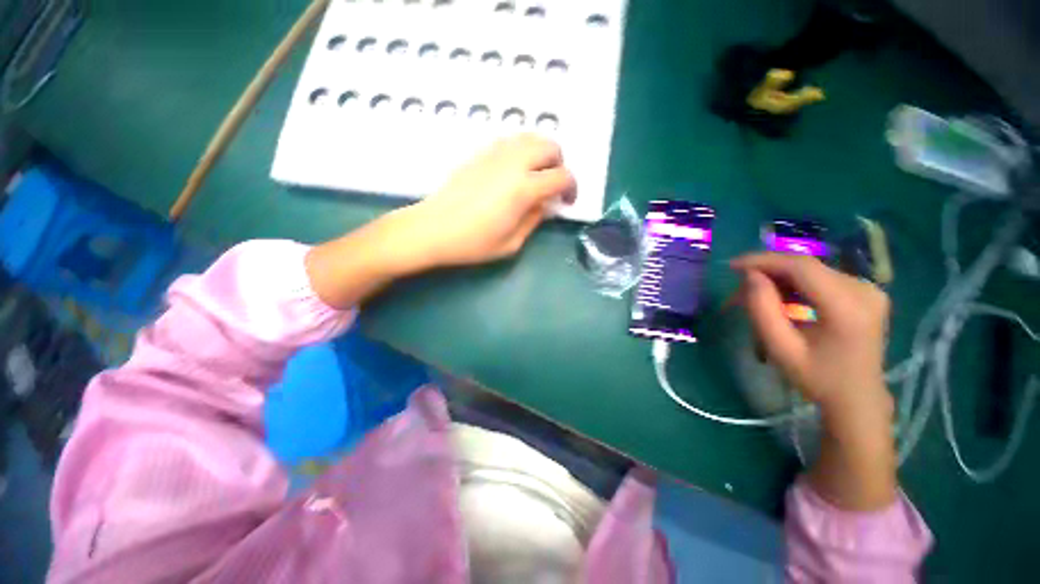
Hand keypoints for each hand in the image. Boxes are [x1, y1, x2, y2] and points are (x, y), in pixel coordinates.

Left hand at [397, 134, 575, 268]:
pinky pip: (510, 140)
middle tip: (552, 185)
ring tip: (535, 175)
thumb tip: (545, 204)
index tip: (566, 201)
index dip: (571, 188)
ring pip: (530, 136)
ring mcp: (494, 153)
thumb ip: (535, 220)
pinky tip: (514, 170)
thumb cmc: (473, 243)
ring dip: (541, 153)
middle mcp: (512, 163)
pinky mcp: (480, 152)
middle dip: (559, 164)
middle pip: (551, 146)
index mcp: (523, 188)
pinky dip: (522, 150)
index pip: (562, 176)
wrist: (433, 229)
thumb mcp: (512, 243)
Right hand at [731, 253, 890, 415]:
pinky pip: (820, 277)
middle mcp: (864, 290)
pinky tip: (780, 298)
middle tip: (740, 288)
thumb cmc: (817, 377)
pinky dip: (794, 283)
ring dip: (778, 278)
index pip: (801, 267)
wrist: (857, 397)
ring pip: (810, 270)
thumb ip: (762, 309)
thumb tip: (750, 275)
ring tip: (756, 295)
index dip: (764, 261)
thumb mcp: (780, 348)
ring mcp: (868, 289)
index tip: (732, 266)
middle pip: (805, 266)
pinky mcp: (864, 291)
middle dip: (767, 271)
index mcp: (848, 307)